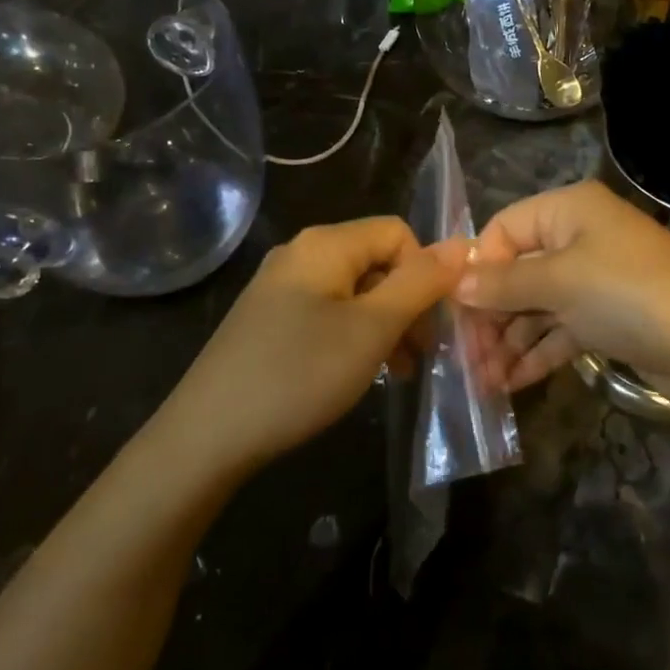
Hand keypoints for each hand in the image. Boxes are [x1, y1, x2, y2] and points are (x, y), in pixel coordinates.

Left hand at [166, 217, 463, 470]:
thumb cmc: (298, 375)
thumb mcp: (372, 329)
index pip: (398, 233)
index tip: (431, 326)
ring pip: (355, 290)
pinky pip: (328, 311)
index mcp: (326, 243)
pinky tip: (357, 371)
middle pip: (377, 260)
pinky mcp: (268, 318)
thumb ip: (420, 283)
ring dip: (385, 324)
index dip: (424, 273)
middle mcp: (301, 252)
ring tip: (397, 371)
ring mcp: (280, 286)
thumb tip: (463, 244)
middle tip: (420, 356)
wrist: (205, 436)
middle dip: (407, 303)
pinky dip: (353, 335)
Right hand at [455, 181, 669, 392]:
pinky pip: (561, 328)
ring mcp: (596, 278)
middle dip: (491, 315)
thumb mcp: (559, 282)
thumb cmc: (628, 294)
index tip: (453, 312)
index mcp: (568, 209)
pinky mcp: (608, 317)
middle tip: (465, 359)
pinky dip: (537, 352)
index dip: (478, 268)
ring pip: (538, 305)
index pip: (503, 229)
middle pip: (518, 270)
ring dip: (509, 340)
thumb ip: (504, 283)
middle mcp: (580, 236)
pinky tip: (510, 383)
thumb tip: (457, 284)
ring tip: (482, 382)